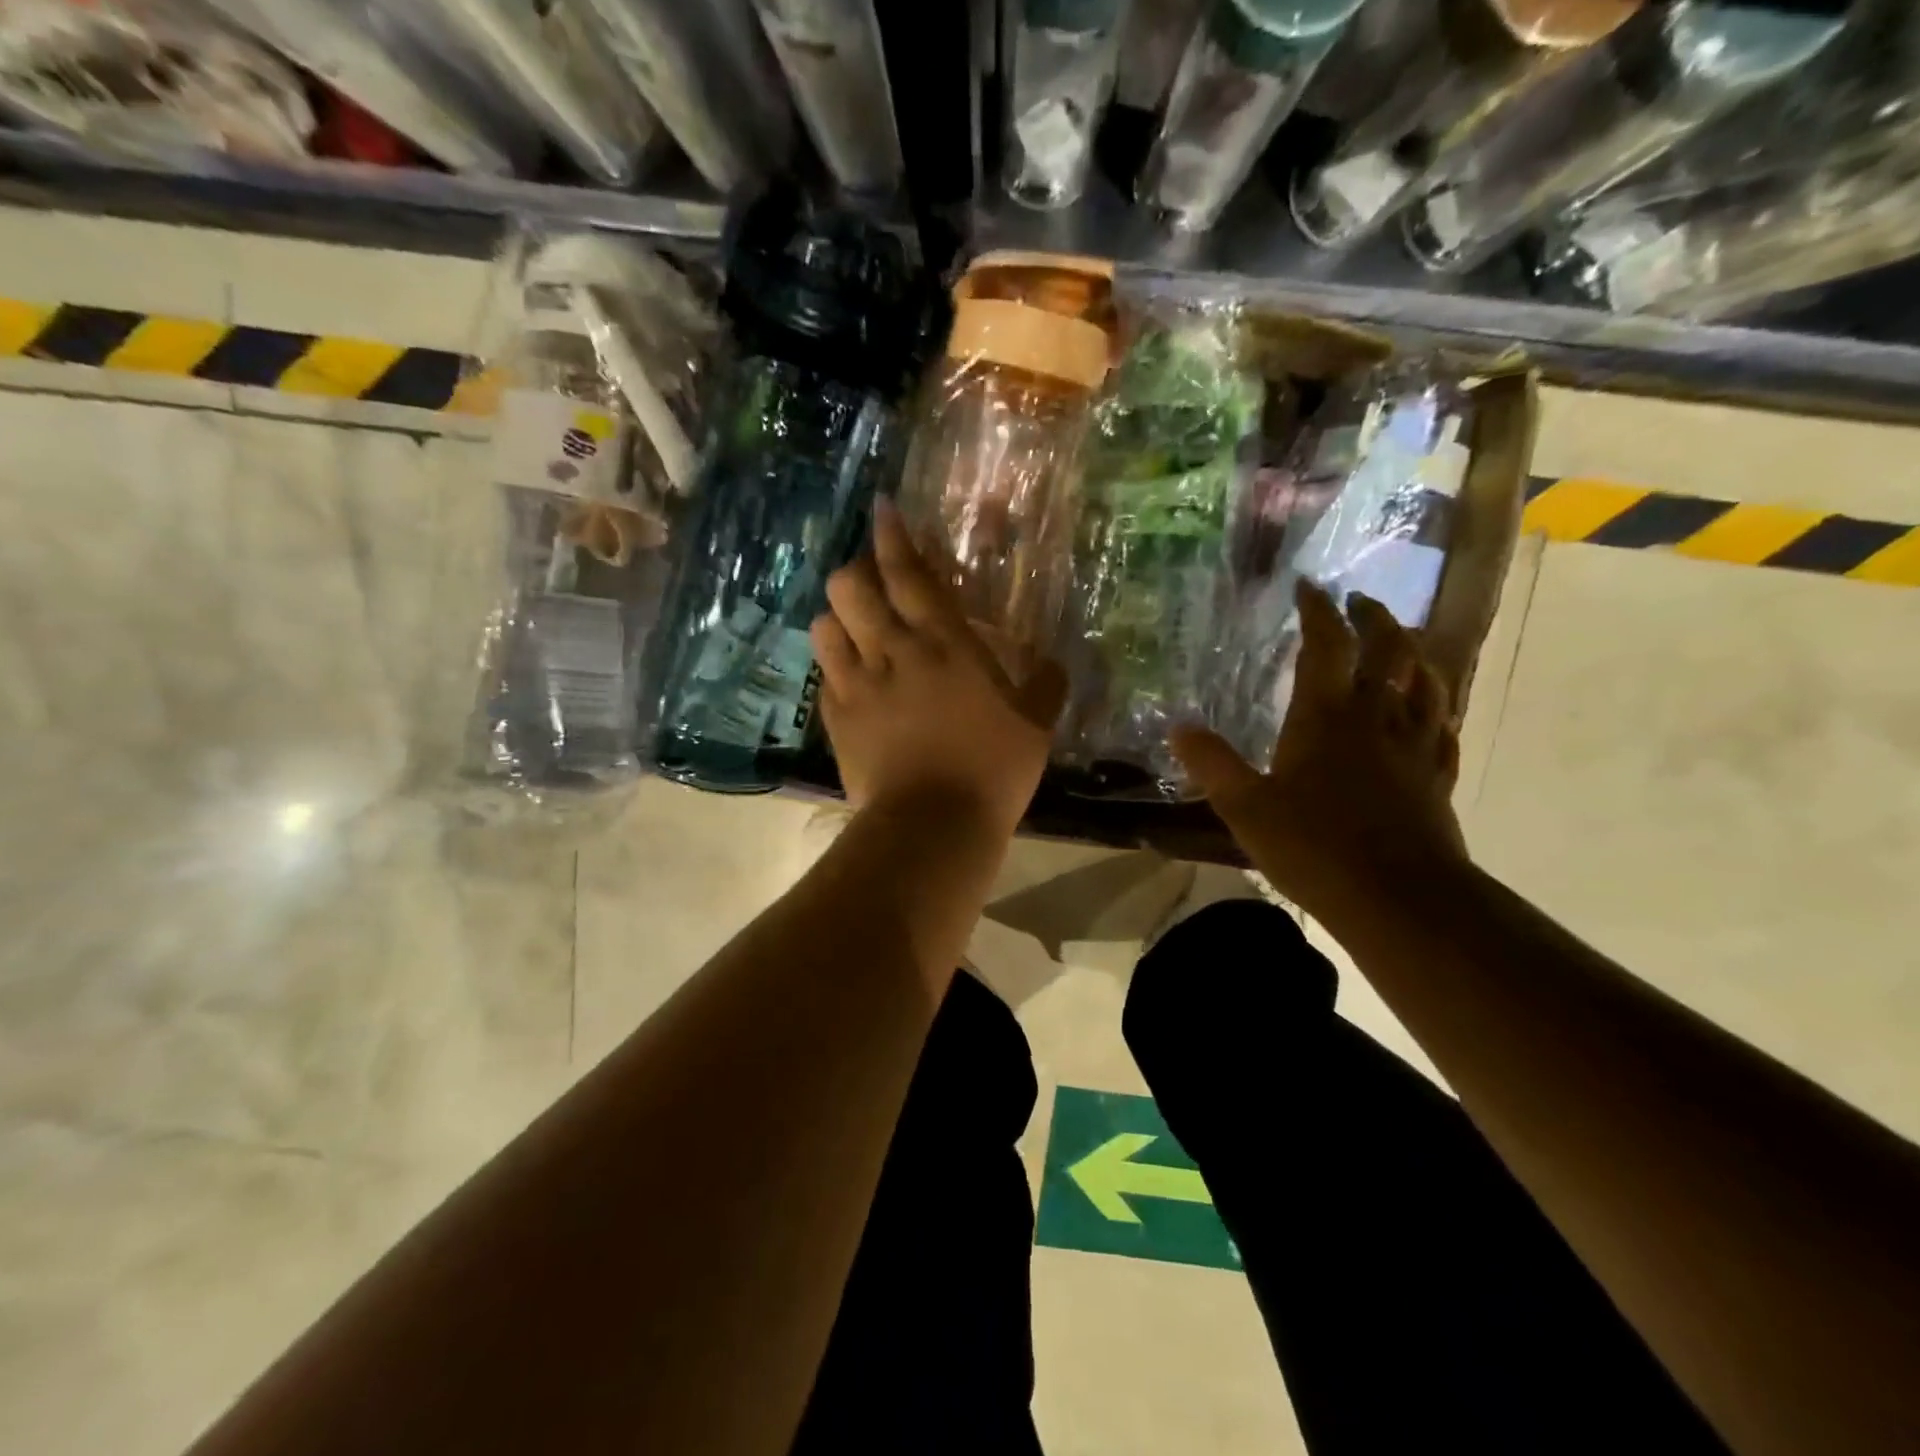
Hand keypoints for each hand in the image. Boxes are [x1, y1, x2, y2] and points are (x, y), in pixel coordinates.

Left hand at [811, 499, 1068, 841]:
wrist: (933, 824)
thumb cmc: (993, 769)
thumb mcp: (1036, 725)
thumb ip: (1045, 685)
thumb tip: (1054, 663)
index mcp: (944, 644)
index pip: (909, 573)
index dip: (893, 536)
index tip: (883, 510)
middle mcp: (893, 652)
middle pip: (851, 586)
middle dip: (857, 571)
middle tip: (874, 582)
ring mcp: (856, 685)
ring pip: (825, 625)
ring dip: (839, 617)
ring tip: (855, 629)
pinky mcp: (835, 720)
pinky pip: (823, 676)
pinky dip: (834, 667)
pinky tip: (850, 679)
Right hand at [1173, 581, 1469, 918]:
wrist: (1398, 898)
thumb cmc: (1314, 846)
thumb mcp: (1245, 807)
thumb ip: (1212, 765)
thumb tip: (1179, 728)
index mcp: (1326, 717)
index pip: (1326, 645)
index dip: (1318, 611)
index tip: (1310, 586)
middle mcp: (1375, 719)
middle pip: (1388, 651)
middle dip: (1375, 619)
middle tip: (1360, 602)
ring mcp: (1414, 747)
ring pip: (1426, 683)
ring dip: (1415, 654)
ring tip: (1403, 643)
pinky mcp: (1437, 778)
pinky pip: (1445, 729)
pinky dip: (1439, 709)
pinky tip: (1434, 712)